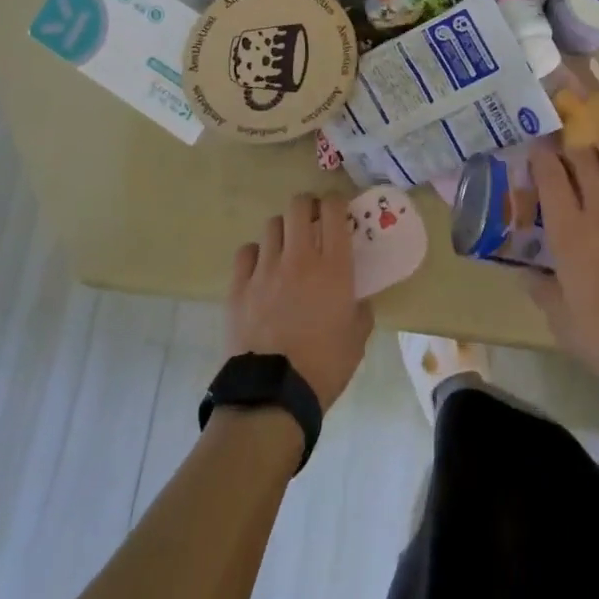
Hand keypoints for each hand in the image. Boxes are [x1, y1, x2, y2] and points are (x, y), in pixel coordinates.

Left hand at [227, 193, 372, 411]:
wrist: (273, 397)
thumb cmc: (324, 367)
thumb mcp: (357, 338)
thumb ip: (360, 308)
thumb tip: (357, 298)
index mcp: (333, 266)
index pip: (333, 209)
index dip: (335, 201)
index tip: (337, 210)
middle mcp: (299, 258)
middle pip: (298, 205)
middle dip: (307, 206)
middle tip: (312, 221)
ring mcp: (265, 270)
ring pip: (272, 225)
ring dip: (283, 231)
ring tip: (286, 248)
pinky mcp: (238, 287)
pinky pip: (246, 252)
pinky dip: (256, 254)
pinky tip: (261, 270)